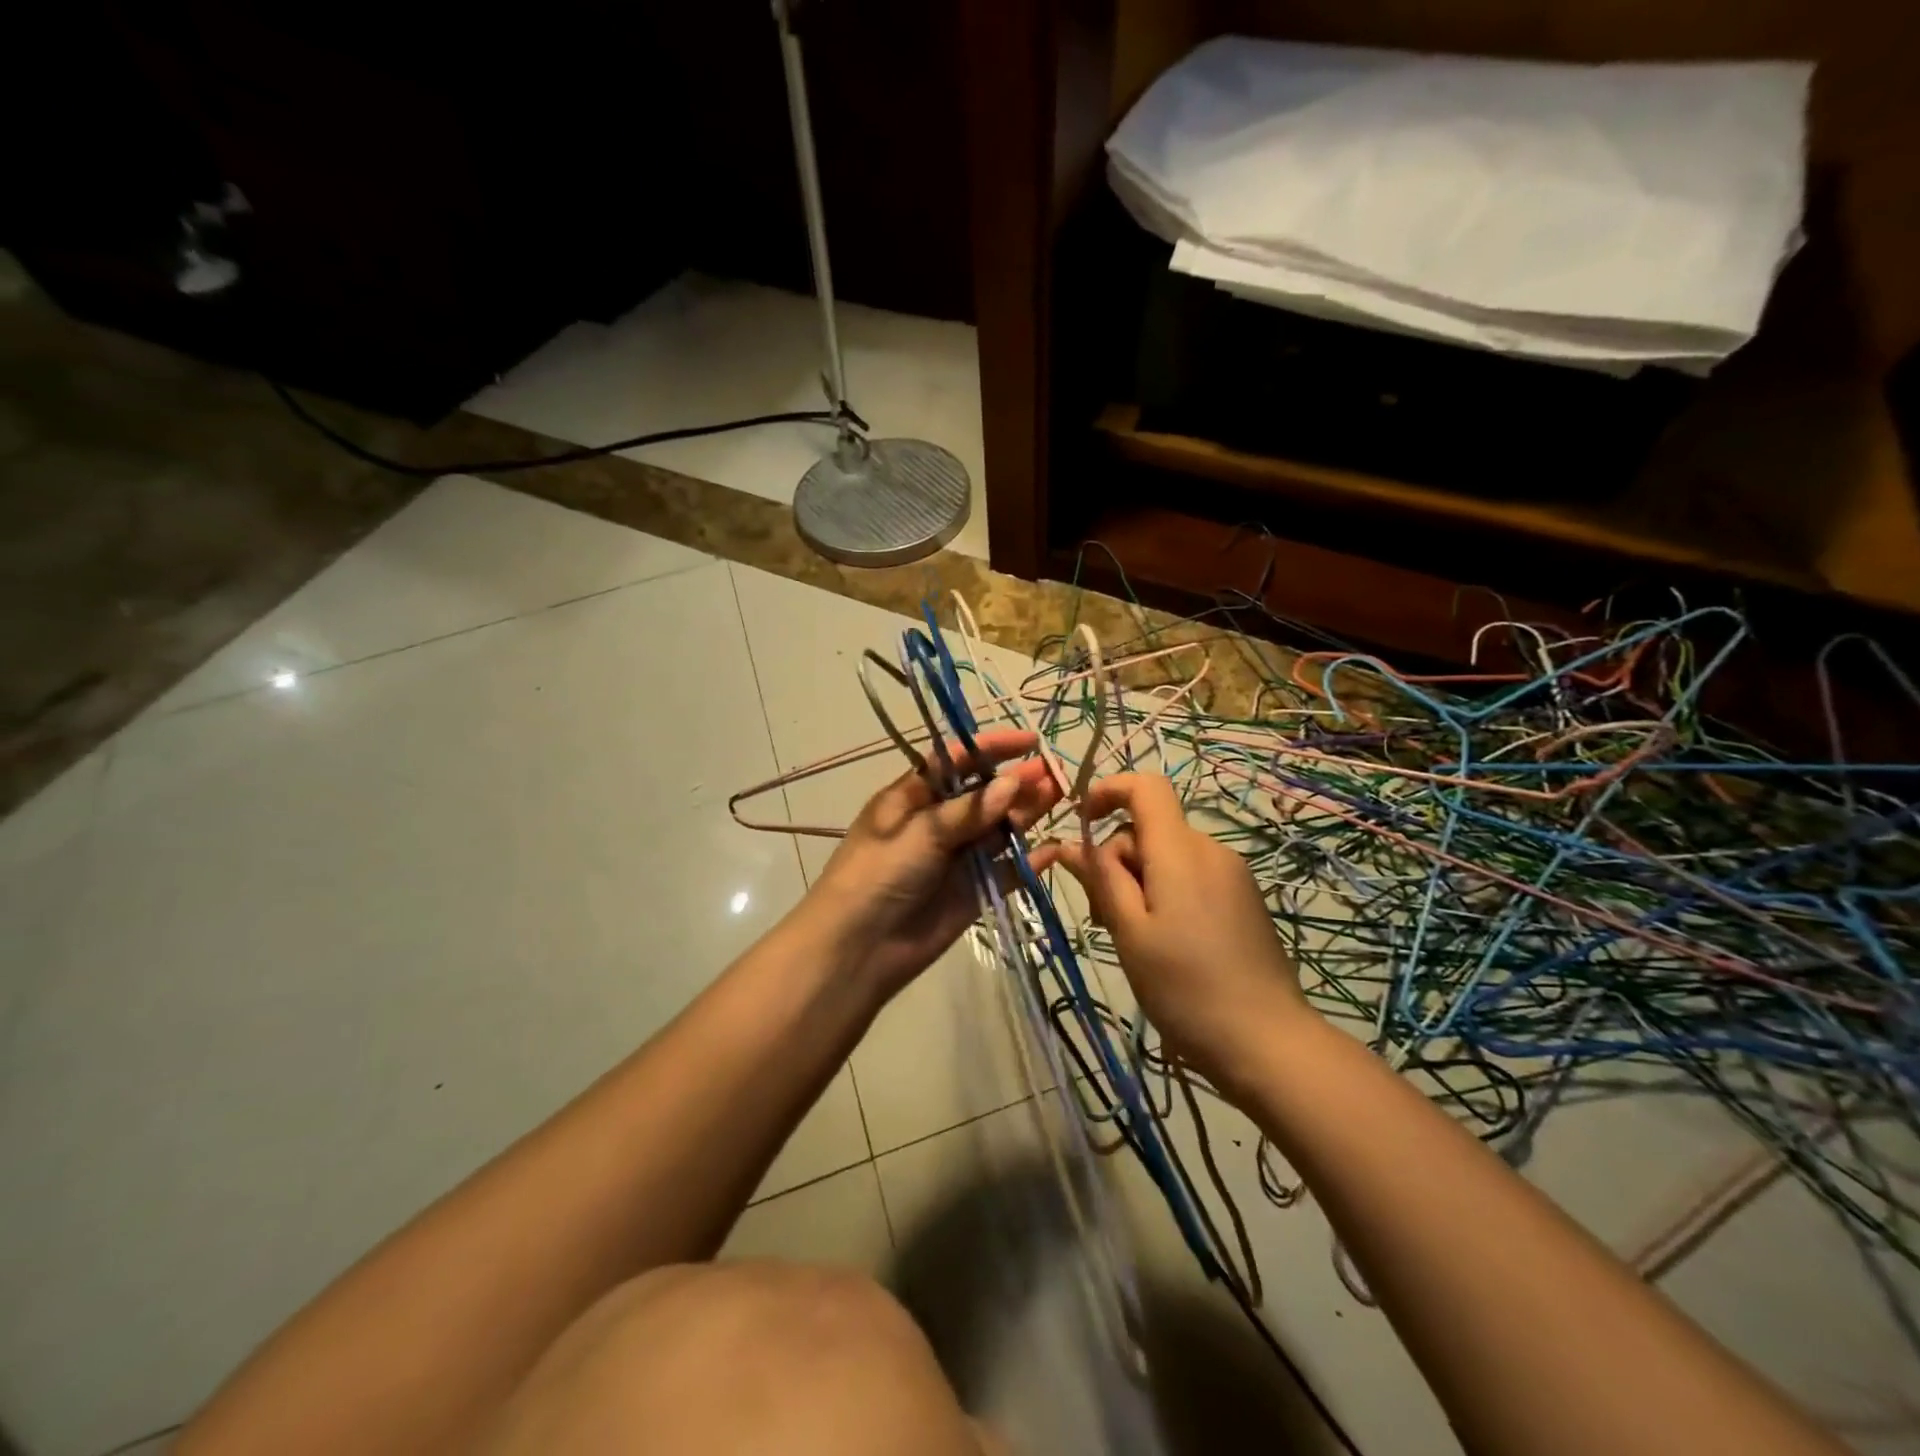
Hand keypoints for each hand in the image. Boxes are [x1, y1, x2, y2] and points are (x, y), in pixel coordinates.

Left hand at [804, 729, 1061, 995]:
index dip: (991, 748)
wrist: (857, 950)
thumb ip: (967, 811)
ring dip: (1026, 813)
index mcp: (913, 798)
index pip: (956, 762)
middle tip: (1055, 774)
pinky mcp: (973, 892)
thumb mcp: (918, 833)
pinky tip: (1052, 849)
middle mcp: (938, 823)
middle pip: (984, 795)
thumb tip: (1013, 782)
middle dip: (1017, 782)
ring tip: (1059, 798)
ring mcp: (957, 858)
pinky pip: (1006, 872)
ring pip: (999, 830)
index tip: (1029, 742)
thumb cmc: (877, 876)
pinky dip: (1028, 862)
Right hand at [1055, 772, 1308, 1092]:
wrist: (1267, 1041)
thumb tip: (1074, 844)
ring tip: (1133, 937)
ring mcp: (1232, 875)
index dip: (1108, 791)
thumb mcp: (1130, 932)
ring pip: (1169, 856)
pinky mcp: (1243, 899)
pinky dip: (1166, 893)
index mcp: (1181, 851)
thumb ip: (1102, 880)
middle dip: (1117, 859)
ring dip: (1140, 881)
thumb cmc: (1185, 987)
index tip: (1082, 822)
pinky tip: (1166, 942)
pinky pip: (1193, 876)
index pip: (1146, 787)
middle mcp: (1210, 850)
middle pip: (1151, 828)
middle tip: (1102, 916)